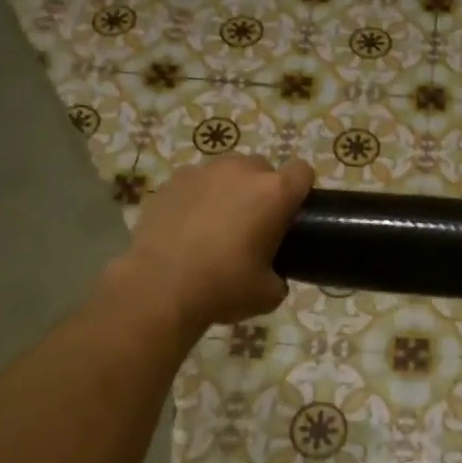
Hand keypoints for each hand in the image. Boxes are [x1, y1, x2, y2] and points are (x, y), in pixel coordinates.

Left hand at [113, 156, 314, 330]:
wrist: (158, 288)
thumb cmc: (223, 287)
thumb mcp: (267, 294)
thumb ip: (279, 276)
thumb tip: (273, 276)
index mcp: (274, 192)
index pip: (302, 172)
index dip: (301, 190)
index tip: (292, 213)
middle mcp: (242, 171)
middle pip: (263, 168)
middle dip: (262, 190)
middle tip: (253, 224)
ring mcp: (204, 172)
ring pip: (228, 171)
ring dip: (230, 189)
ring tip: (216, 223)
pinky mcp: (172, 181)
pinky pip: (196, 181)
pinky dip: (197, 196)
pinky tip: (187, 225)